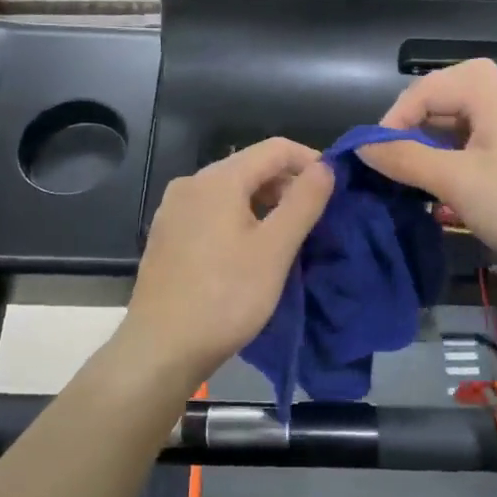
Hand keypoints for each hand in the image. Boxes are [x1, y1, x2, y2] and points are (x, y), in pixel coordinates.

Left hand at [120, 138, 334, 390]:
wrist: (161, 349)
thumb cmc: (226, 297)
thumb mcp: (275, 250)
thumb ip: (304, 202)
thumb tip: (325, 167)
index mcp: (218, 179)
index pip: (275, 148)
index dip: (311, 161)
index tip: (335, 188)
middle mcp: (190, 183)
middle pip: (250, 167)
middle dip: (287, 185)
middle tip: (314, 219)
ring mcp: (174, 210)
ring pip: (231, 191)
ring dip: (264, 204)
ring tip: (287, 238)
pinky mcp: (166, 235)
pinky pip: (211, 212)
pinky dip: (239, 219)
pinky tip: (249, 251)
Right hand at [355, 59, 496, 286]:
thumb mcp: (456, 181)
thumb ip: (406, 159)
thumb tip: (361, 147)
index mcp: (489, 92)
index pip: (424, 89)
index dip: (394, 119)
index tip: (377, 157)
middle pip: (442, 101)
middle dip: (412, 131)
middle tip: (393, 164)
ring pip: (457, 125)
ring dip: (431, 150)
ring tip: (413, 180)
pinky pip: (475, 147)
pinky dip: (452, 163)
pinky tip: (443, 195)